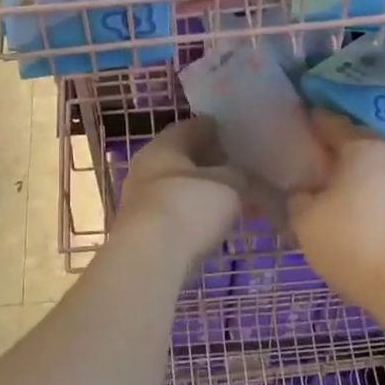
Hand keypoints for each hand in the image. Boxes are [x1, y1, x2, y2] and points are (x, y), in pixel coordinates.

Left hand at [116, 118, 246, 263]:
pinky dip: (194, 213)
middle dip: (210, 162)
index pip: (193, 126)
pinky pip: (175, 212)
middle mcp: (146, 166)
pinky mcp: (143, 230)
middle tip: (240, 167)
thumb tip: (243, 175)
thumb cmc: (189, 207)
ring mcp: (140, 200)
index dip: (218, 128)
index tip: (239, 135)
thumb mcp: (229, 184)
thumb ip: (240, 174)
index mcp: (164, 145)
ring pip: (179, 187)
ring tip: (232, 198)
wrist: (150, 258)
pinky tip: (213, 222)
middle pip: (183, 157)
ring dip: (203, 190)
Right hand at [286, 110, 384, 313]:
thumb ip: (298, 196)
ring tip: (322, 189)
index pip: (329, 122)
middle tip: (303, 163)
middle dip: (329, 150)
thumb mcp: (304, 218)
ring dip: (347, 174)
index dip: (308, 122)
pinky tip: (345, 209)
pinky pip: (379, 188)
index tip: (291, 126)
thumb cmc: (349, 241)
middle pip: (353, 144)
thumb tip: (304, 191)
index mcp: (361, 147)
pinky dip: (361, 192)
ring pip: (368, 168)